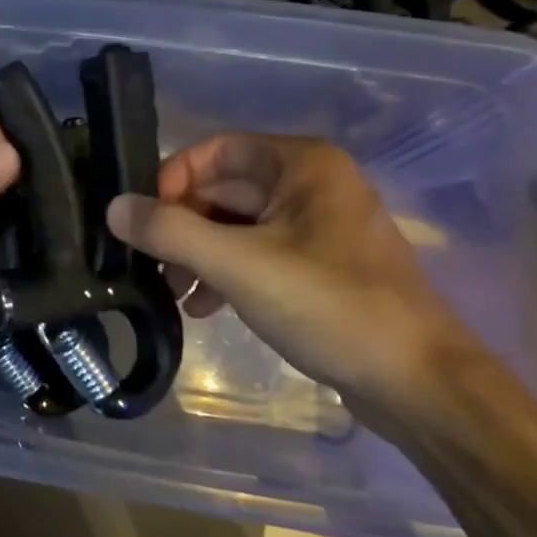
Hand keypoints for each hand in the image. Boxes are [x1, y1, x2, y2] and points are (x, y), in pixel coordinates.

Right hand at [105, 133, 482, 415]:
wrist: (421, 387)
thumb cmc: (331, 307)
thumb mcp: (239, 265)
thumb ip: (170, 232)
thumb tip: (115, 208)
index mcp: (301, 164)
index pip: (215, 150)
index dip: (174, 179)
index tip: (146, 220)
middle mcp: (311, 184)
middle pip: (223, 189)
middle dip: (182, 224)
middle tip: (150, 263)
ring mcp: (318, 227)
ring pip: (237, 224)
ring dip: (198, 252)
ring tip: (171, 291)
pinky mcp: (321, 267)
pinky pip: (257, 253)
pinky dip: (225, 273)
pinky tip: (203, 307)